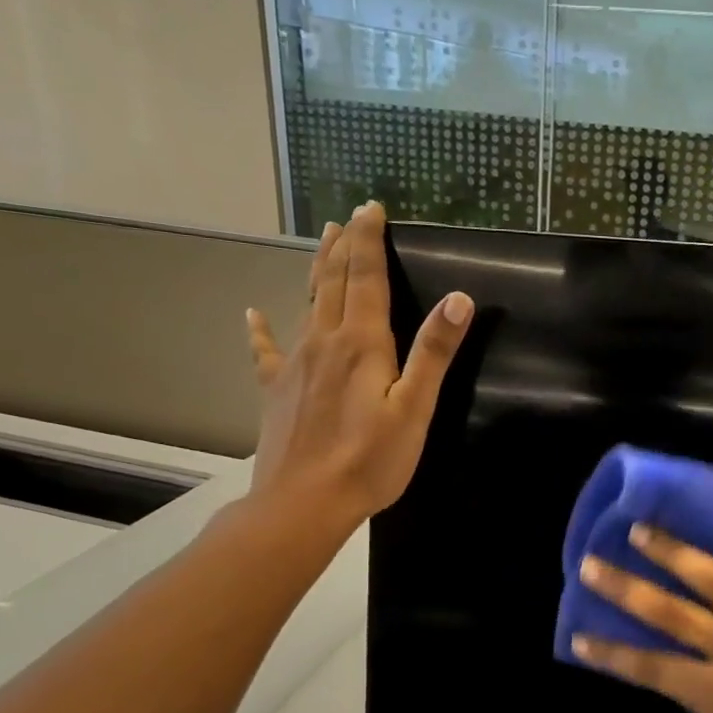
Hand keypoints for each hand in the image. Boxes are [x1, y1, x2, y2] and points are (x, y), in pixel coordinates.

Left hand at [241, 202, 472, 532]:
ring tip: (323, 242)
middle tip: (351, 215)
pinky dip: (261, 329)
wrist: (302, 504)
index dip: (369, 240)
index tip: (371, 207)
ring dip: (319, 269)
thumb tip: (460, 299)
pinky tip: (252, 314)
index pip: (366, 277)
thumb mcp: (414, 409)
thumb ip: (433, 353)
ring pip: (308, 303)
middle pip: (335, 281)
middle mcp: (324, 341)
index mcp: (361, 344)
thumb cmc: (368, 460)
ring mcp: (295, 364)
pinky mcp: (277, 390)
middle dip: (346, 245)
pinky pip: (267, 350)